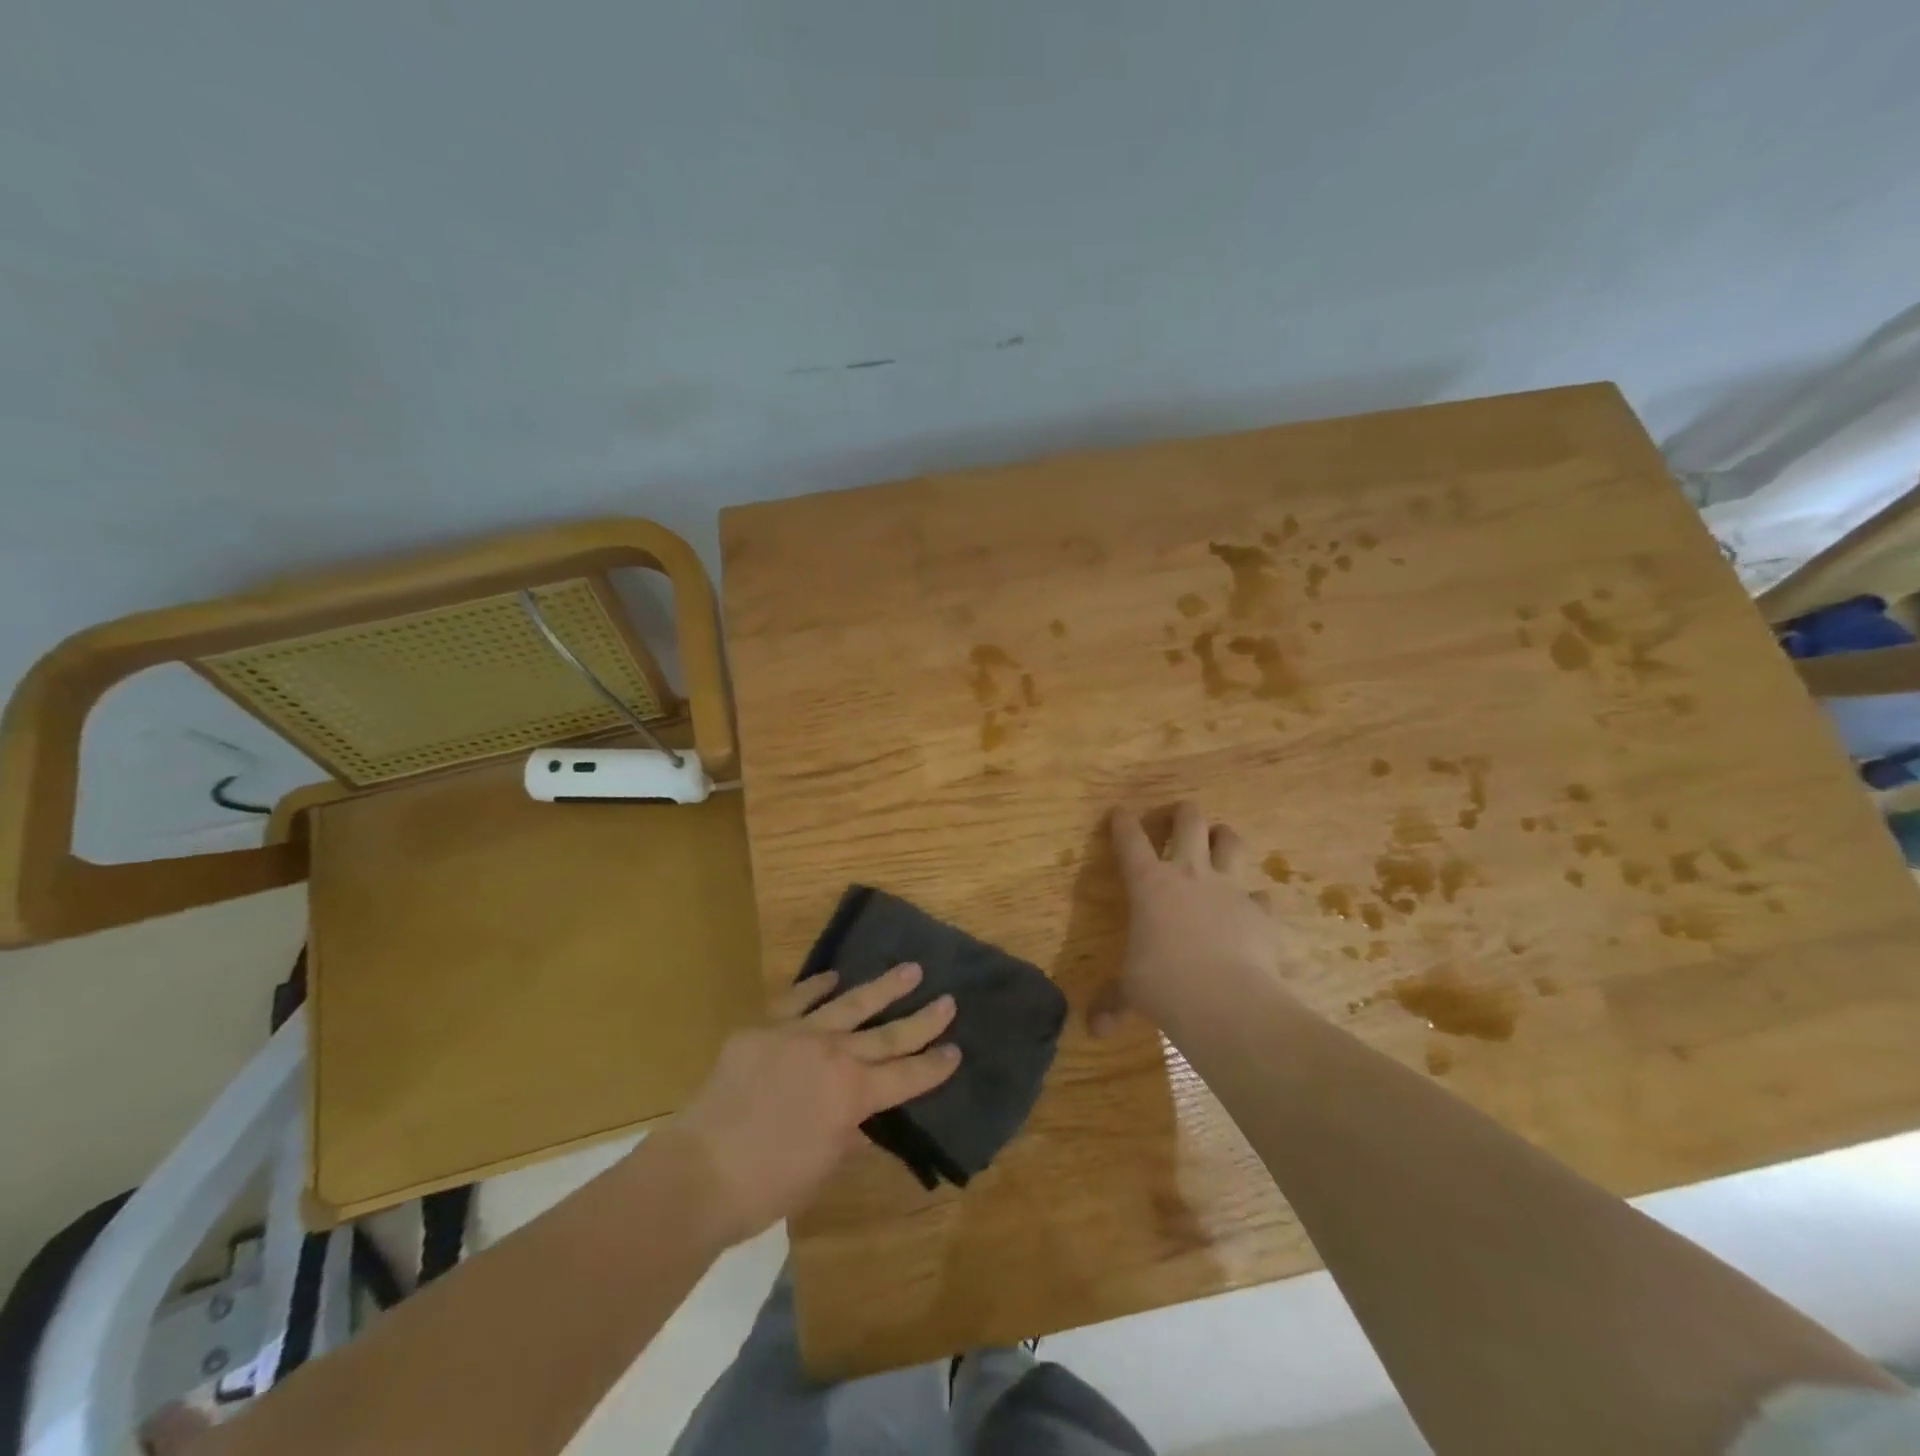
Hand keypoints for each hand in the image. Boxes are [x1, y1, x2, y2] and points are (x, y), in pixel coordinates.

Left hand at [668, 963, 961, 1244]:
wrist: (698, 1172)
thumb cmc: (767, 1186)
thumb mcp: (823, 1166)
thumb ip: (846, 1131)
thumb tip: (856, 1114)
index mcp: (853, 1095)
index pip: (906, 1077)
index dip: (934, 1066)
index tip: (957, 1050)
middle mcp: (833, 1055)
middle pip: (887, 1034)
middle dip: (922, 1019)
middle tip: (948, 1000)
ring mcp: (797, 1035)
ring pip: (849, 1004)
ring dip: (882, 987)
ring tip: (910, 969)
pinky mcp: (763, 1028)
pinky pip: (796, 1000)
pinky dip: (817, 987)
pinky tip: (833, 976)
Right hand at [1094, 802, 1286, 1034]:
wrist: (1226, 1001)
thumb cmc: (1164, 986)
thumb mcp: (1131, 993)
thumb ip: (1114, 1004)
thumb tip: (1094, 1030)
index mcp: (1149, 883)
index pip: (1130, 839)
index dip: (1122, 822)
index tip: (1119, 813)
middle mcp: (1189, 874)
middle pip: (1189, 820)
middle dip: (1182, 812)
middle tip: (1177, 816)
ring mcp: (1229, 888)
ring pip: (1231, 841)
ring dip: (1224, 836)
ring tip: (1219, 840)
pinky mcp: (1262, 911)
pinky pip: (1261, 894)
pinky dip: (1254, 899)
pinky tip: (1251, 911)